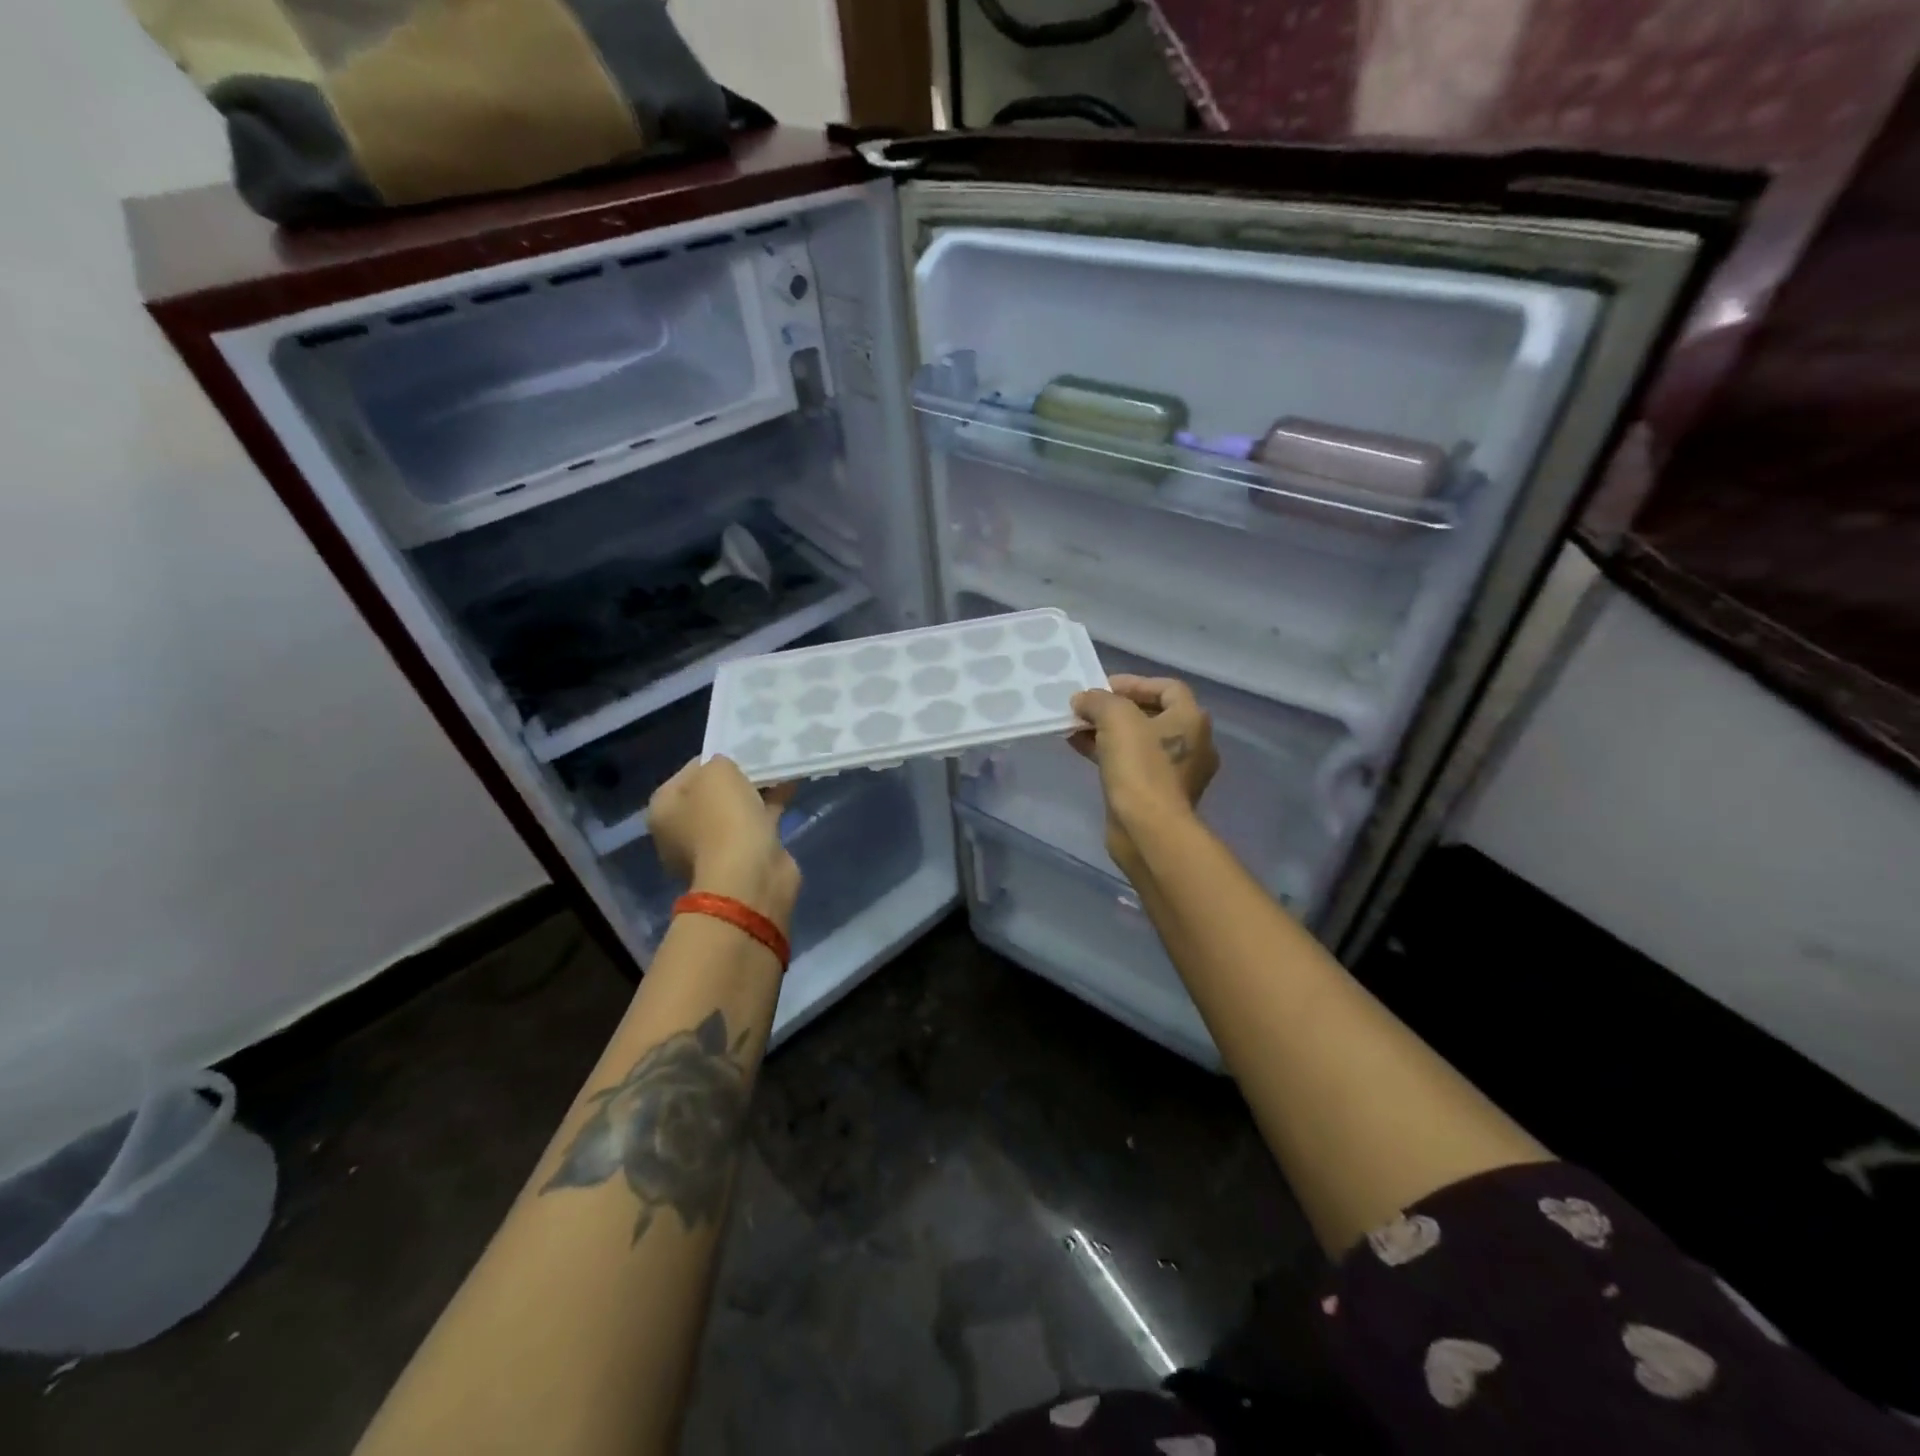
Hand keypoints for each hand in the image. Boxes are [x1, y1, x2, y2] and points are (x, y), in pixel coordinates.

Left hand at [647, 757, 800, 927]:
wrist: (749, 876)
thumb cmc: (723, 818)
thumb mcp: (718, 772)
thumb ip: (721, 761)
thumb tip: (728, 769)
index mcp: (664, 808)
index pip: (690, 770)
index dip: (718, 757)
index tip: (743, 747)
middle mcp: (681, 830)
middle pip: (713, 792)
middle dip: (739, 776)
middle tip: (763, 758)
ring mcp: (712, 848)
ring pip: (737, 809)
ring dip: (758, 792)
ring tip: (782, 767)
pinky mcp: (742, 859)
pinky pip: (757, 824)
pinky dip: (772, 808)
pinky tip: (791, 788)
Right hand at [1069, 675, 1218, 871]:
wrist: (1148, 830)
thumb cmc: (1140, 766)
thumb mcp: (1116, 718)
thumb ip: (1098, 700)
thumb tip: (1084, 700)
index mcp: (1191, 720)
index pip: (1167, 688)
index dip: (1133, 682)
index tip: (1101, 687)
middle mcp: (1190, 744)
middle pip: (1150, 714)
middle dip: (1114, 708)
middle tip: (1085, 707)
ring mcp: (1174, 772)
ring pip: (1136, 741)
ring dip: (1106, 731)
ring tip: (1075, 726)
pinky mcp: (1155, 794)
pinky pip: (1130, 764)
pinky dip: (1107, 753)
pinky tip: (1079, 749)